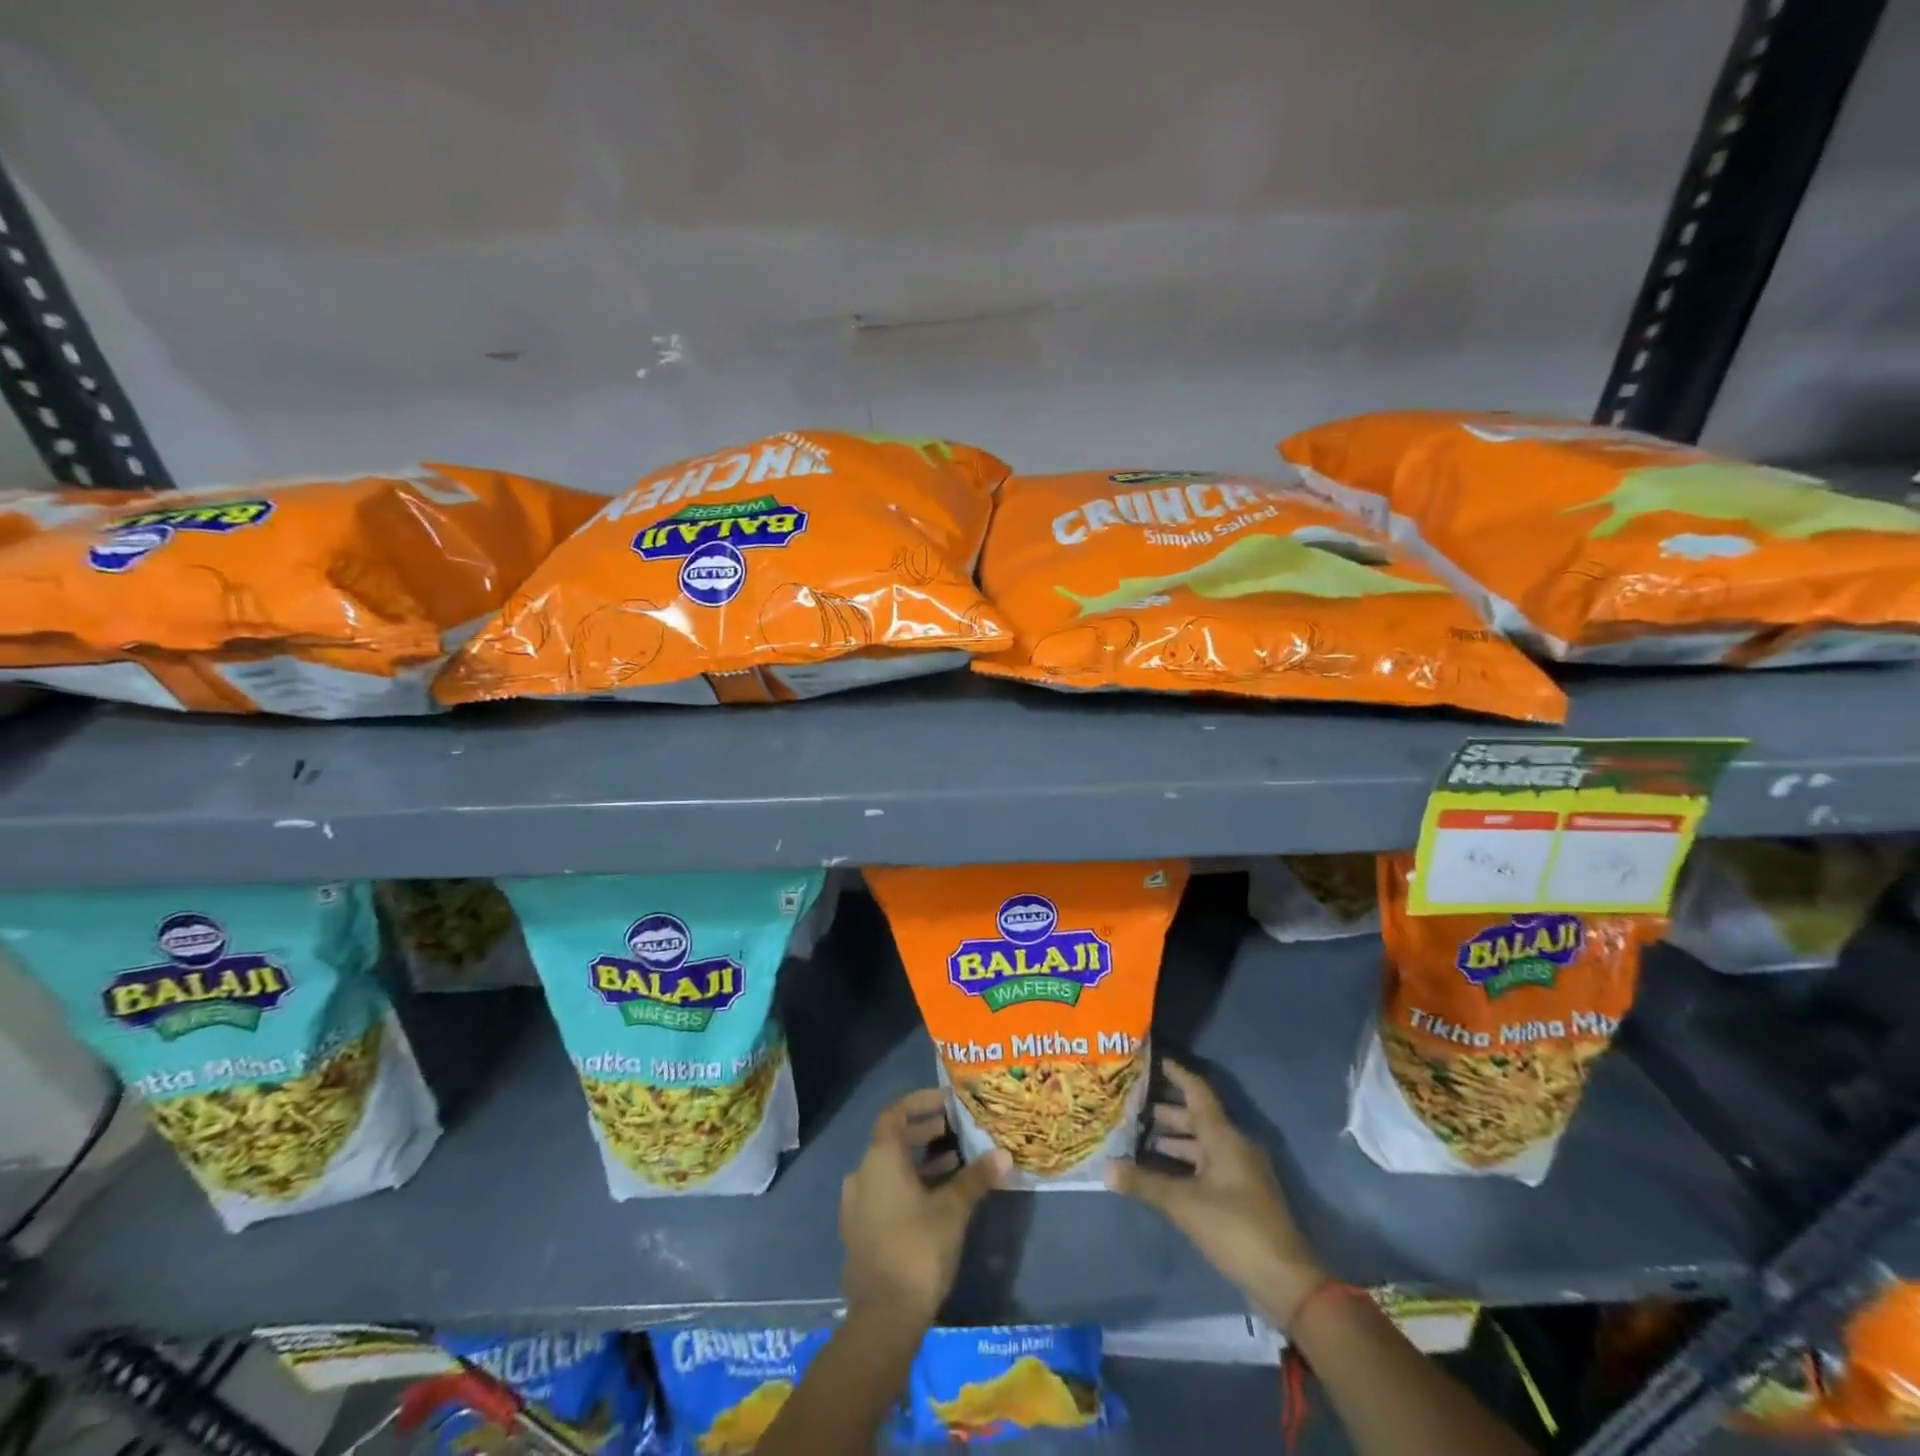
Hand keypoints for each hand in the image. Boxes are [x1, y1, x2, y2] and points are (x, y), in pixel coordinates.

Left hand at [839, 1088, 1010, 1324]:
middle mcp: (862, 1174)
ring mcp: (857, 1205)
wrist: (882, 1318)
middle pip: (892, 1141)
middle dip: (924, 1133)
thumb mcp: (953, 1209)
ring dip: (919, 1162)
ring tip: (953, 1163)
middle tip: (954, 1131)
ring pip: (889, 1169)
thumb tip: (1004, 1155)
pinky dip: (908, 1186)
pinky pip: (884, 1193)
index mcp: (880, 1158)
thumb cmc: (917, 1248)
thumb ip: (976, 1178)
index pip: (895, 1113)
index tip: (946, 1101)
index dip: (920, 1102)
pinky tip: (936, 1200)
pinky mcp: (860, 1232)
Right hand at [1106, 1059, 1325, 1327]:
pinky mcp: (1239, 1197)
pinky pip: (1204, 1167)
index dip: (1174, 1072)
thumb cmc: (1236, 1229)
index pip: (1196, 1090)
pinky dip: (1181, 1164)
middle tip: (1129, 1104)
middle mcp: (1233, 1146)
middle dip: (1163, 1110)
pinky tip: (1157, 1173)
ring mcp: (1238, 1172)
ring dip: (1171, 1140)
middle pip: (1195, 1117)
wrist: (1285, 1283)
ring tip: (1135, 1137)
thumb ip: (1145, 1183)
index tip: (1150, 1059)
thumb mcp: (1185, 1205)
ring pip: (1199, 1144)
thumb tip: (1106, 1168)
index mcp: (1225, 1136)